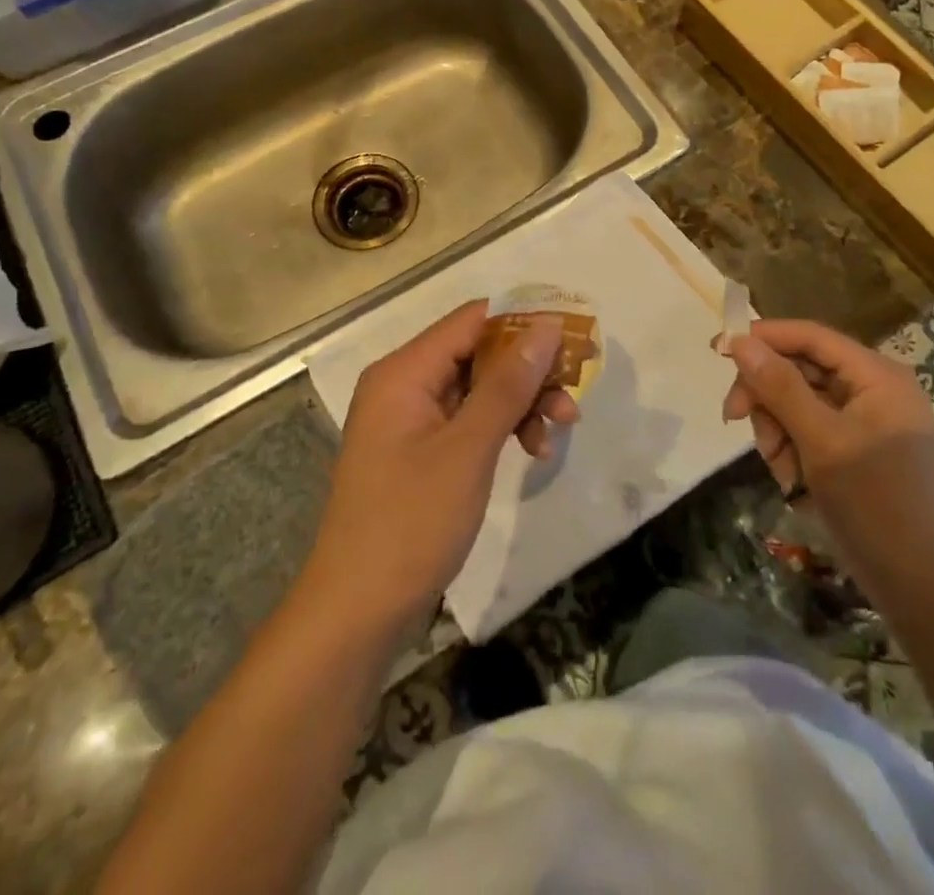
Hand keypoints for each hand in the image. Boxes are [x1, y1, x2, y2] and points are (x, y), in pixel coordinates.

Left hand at [304, 301, 578, 628]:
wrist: (357, 613)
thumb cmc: (411, 523)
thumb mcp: (469, 449)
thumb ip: (508, 384)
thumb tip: (546, 326)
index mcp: (405, 371)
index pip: (472, 320)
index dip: (525, 321)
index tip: (573, 336)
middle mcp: (404, 384)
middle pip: (478, 353)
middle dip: (529, 370)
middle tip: (575, 390)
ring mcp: (410, 419)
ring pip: (478, 388)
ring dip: (522, 402)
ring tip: (561, 428)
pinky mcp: (420, 451)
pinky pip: (468, 420)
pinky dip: (502, 429)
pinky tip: (534, 451)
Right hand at [723, 319, 933, 580]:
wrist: (927, 589)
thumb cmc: (878, 505)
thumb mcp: (821, 442)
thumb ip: (779, 388)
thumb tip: (738, 341)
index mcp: (875, 375)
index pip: (809, 336)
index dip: (762, 338)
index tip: (716, 351)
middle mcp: (872, 388)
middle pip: (799, 368)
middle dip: (767, 395)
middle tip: (735, 419)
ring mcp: (865, 420)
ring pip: (798, 401)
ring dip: (777, 428)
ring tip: (779, 467)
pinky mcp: (857, 449)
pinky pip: (810, 430)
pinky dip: (792, 448)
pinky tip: (792, 479)